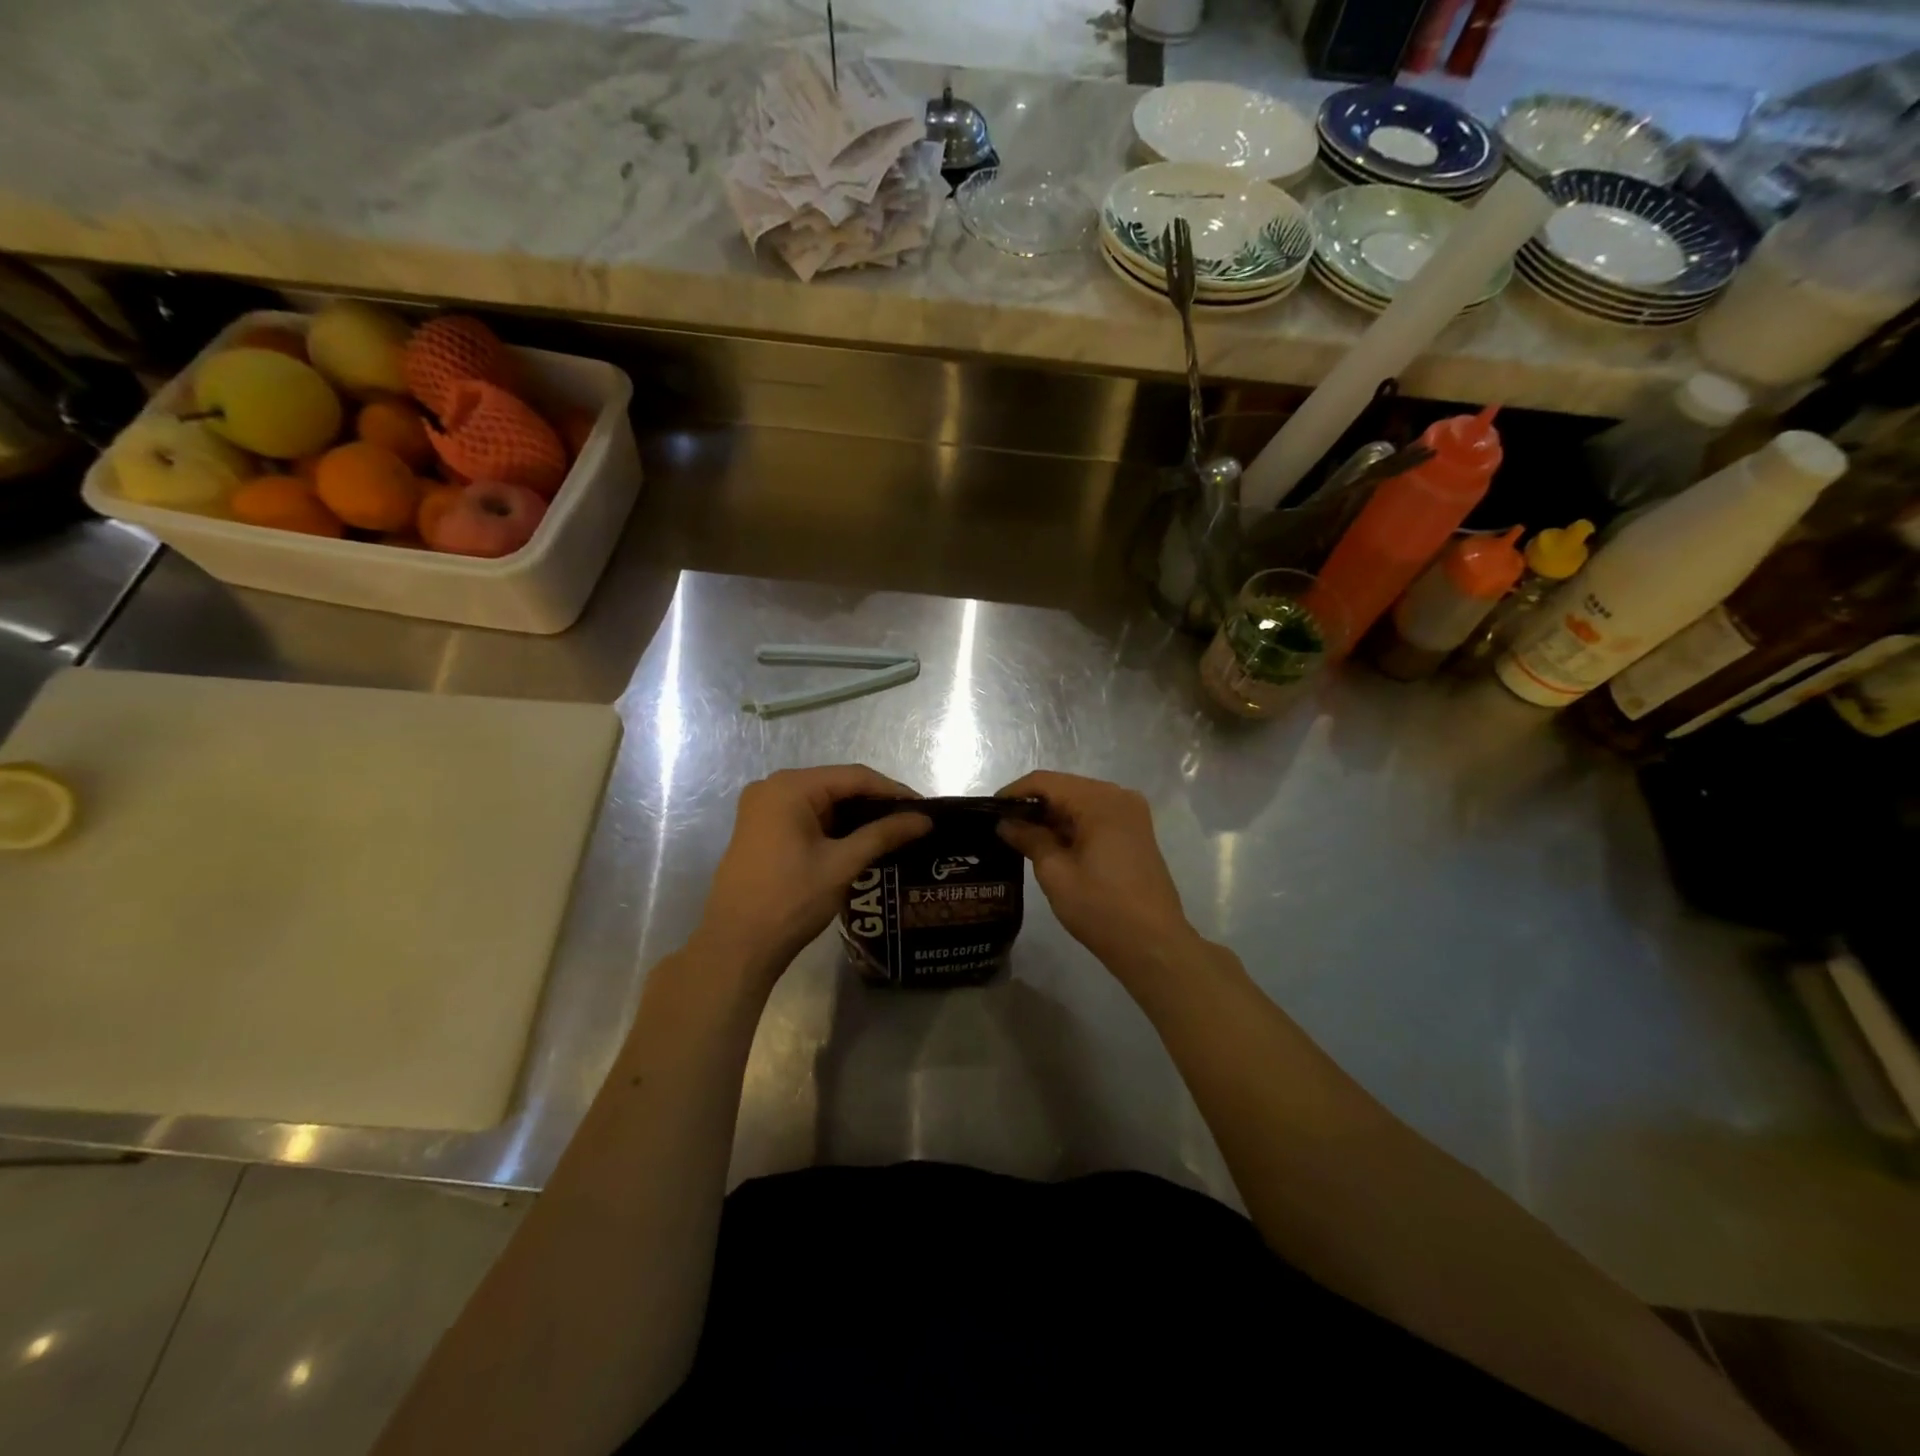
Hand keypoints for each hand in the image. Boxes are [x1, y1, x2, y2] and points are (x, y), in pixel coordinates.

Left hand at [691, 765, 930, 989]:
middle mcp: (772, 788)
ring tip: (894, 832)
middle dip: (876, 803)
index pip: (854, 777)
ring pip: (823, 802)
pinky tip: (861, 841)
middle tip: (912, 822)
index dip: (893, 791)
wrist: (736, 947)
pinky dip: (835, 827)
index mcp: (789, 787)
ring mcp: (763, 809)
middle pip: (837, 785)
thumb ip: (883, 835)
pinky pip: (807, 817)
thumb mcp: (841, 864)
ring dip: (856, 816)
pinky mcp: (761, 830)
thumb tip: (924, 820)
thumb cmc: (790, 901)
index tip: (925, 808)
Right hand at [996, 771, 1196, 974]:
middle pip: (1065, 788)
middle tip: (1002, 827)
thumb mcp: (1055, 873)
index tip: (989, 810)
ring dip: (1052, 817)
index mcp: (1100, 800)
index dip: (1014, 793)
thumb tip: (1006, 823)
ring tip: (1020, 837)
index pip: (1046, 782)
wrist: (1153, 945)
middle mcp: (1119, 796)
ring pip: (1080, 803)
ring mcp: (1131, 814)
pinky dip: (1072, 826)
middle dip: (1033, 805)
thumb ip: (1029, 839)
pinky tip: (1051, 845)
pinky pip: (1096, 817)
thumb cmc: (1101, 908)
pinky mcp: (1135, 832)